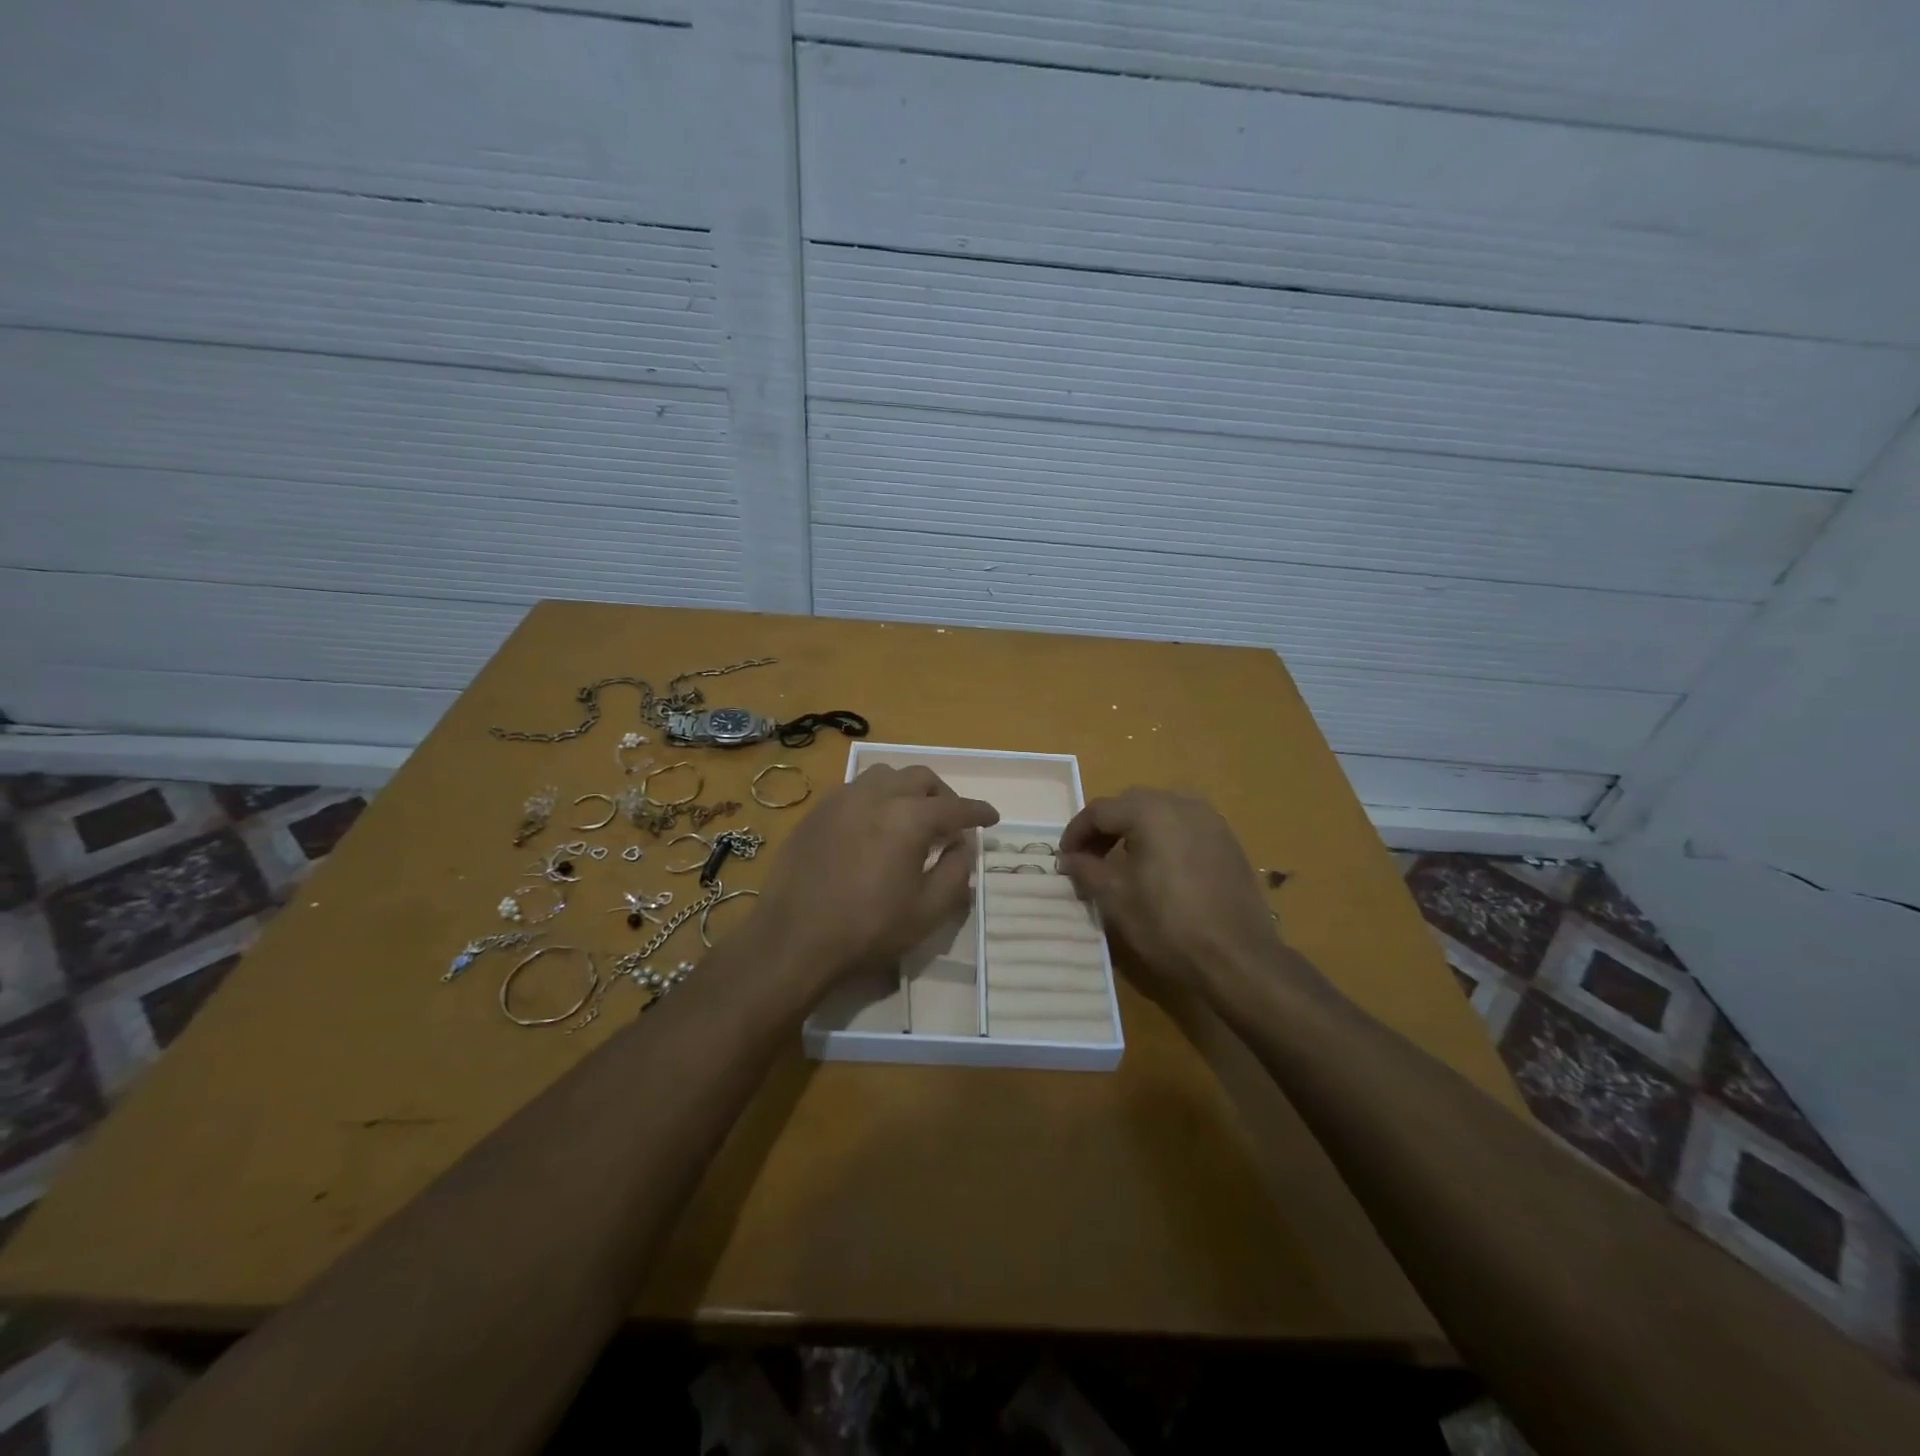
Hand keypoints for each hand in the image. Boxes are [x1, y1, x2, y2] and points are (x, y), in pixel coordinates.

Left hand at [748, 764, 998, 997]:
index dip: (978, 812)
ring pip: (885, 776)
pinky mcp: (817, 811)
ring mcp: (842, 799)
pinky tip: (874, 824)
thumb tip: (963, 846)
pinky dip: (876, 797)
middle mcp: (877, 796)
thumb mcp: (928, 911)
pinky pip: (855, 789)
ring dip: (907, 789)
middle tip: (951, 821)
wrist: (794, 938)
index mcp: (909, 818)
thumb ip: (956, 872)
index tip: (991, 817)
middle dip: (943, 795)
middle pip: (920, 778)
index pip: (955, 807)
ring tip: (911, 816)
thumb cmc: (868, 928)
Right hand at [1060, 788, 1292, 998]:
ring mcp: (1210, 821)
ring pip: (1160, 812)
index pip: (1100, 810)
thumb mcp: (1115, 898)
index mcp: (1150, 811)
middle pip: (1130, 804)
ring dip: (1134, 830)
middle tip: (1089, 859)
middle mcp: (1182, 804)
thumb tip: (1069, 858)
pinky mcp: (1228, 841)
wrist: (1238, 958)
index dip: (1076, 833)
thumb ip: (1086, 869)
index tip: (1064, 859)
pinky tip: (1158, 869)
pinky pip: (1185, 827)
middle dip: (1105, 828)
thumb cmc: (1168, 924)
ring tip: (1122, 863)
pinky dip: (1163, 838)